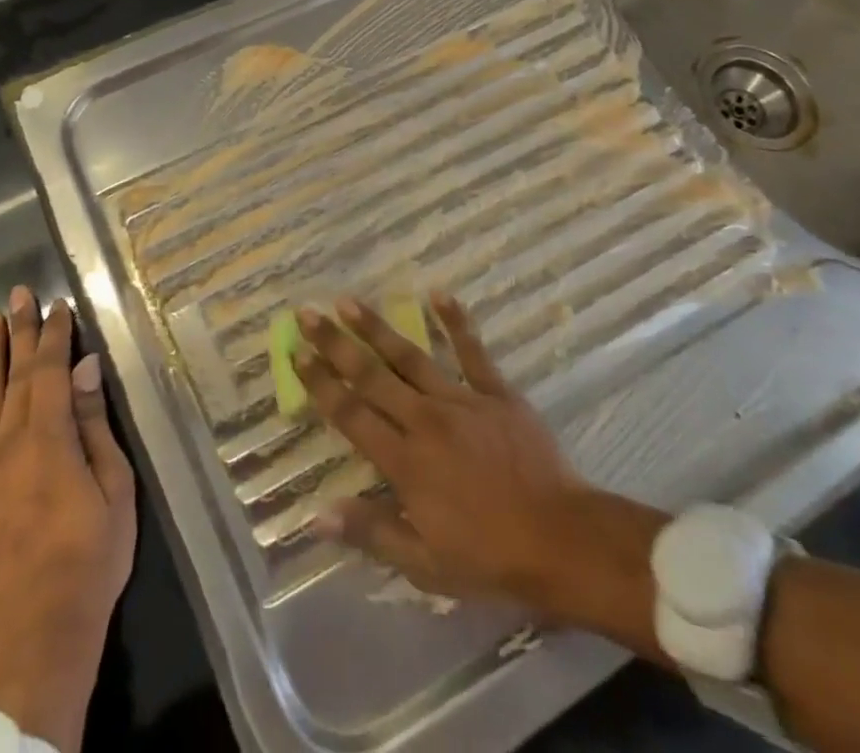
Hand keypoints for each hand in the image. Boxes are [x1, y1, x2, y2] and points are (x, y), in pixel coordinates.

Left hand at [0, 286, 136, 752]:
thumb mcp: (115, 488)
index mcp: (50, 437)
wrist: (38, 636)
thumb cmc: (91, 559)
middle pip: (14, 376)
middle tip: (17, 293)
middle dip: (18, 331)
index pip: (52, 370)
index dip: (55, 334)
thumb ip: (95, 426)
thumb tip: (87, 369)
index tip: (58, 305)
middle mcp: (8, 444)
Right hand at [296, 293, 664, 631]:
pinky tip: (439, 293)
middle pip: (371, 375)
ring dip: (376, 327)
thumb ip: (372, 533)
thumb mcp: (426, 565)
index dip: (320, 383)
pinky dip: (456, 321)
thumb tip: (317, 515)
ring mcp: (461, 400)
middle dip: (335, 343)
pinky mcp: (496, 392)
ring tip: (348, 301)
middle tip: (307, 313)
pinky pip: (472, 351)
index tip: (296, 354)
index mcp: (405, 461)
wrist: (563, 541)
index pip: (351, 415)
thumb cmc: (491, 558)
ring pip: (409, 356)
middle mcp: (425, 420)